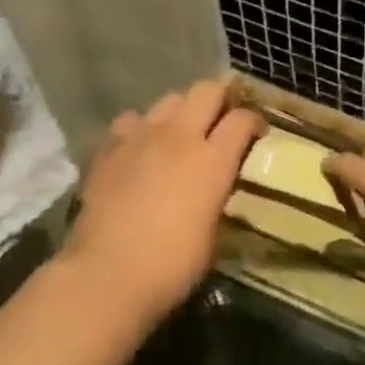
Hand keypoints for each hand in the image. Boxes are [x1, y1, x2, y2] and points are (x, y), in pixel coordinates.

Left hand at [61, 81, 262, 320]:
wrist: (108, 273)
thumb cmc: (173, 264)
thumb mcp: (214, 233)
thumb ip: (217, 196)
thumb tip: (215, 187)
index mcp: (213, 160)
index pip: (242, 119)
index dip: (253, 122)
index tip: (256, 134)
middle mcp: (179, 136)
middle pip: (207, 91)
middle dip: (220, 100)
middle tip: (221, 121)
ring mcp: (141, 137)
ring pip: (169, 99)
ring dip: (182, 111)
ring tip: (181, 133)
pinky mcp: (109, 147)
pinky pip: (131, 120)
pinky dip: (141, 128)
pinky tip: (141, 147)